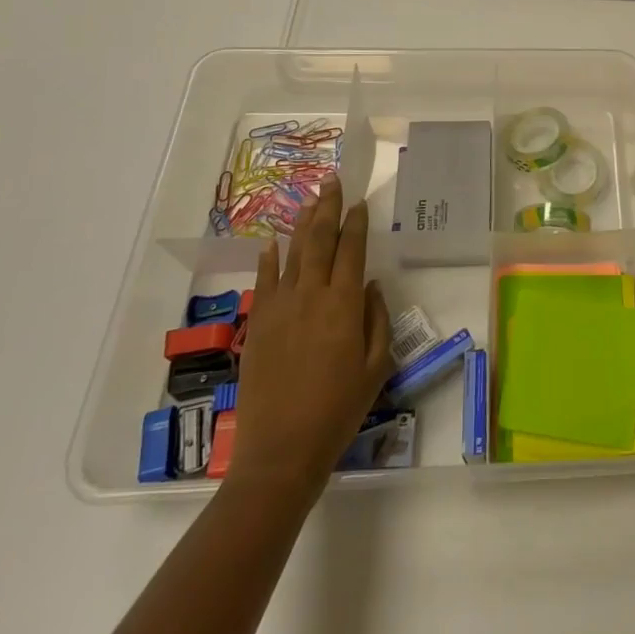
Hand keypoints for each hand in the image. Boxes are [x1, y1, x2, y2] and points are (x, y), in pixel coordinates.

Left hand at [226, 175, 393, 500]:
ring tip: (310, 198)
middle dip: (327, 208)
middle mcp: (311, 296)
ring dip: (302, 224)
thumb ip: (377, 320)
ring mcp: (279, 308)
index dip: (356, 223)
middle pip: (319, 241)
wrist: (281, 452)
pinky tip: (272, 241)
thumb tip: (372, 286)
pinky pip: (264, 282)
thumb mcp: (376, 367)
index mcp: (343, 305)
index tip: (360, 202)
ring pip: (293, 254)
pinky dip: (269, 259)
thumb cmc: (339, 411)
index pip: (352, 250)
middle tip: (331, 181)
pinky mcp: (257, 325)